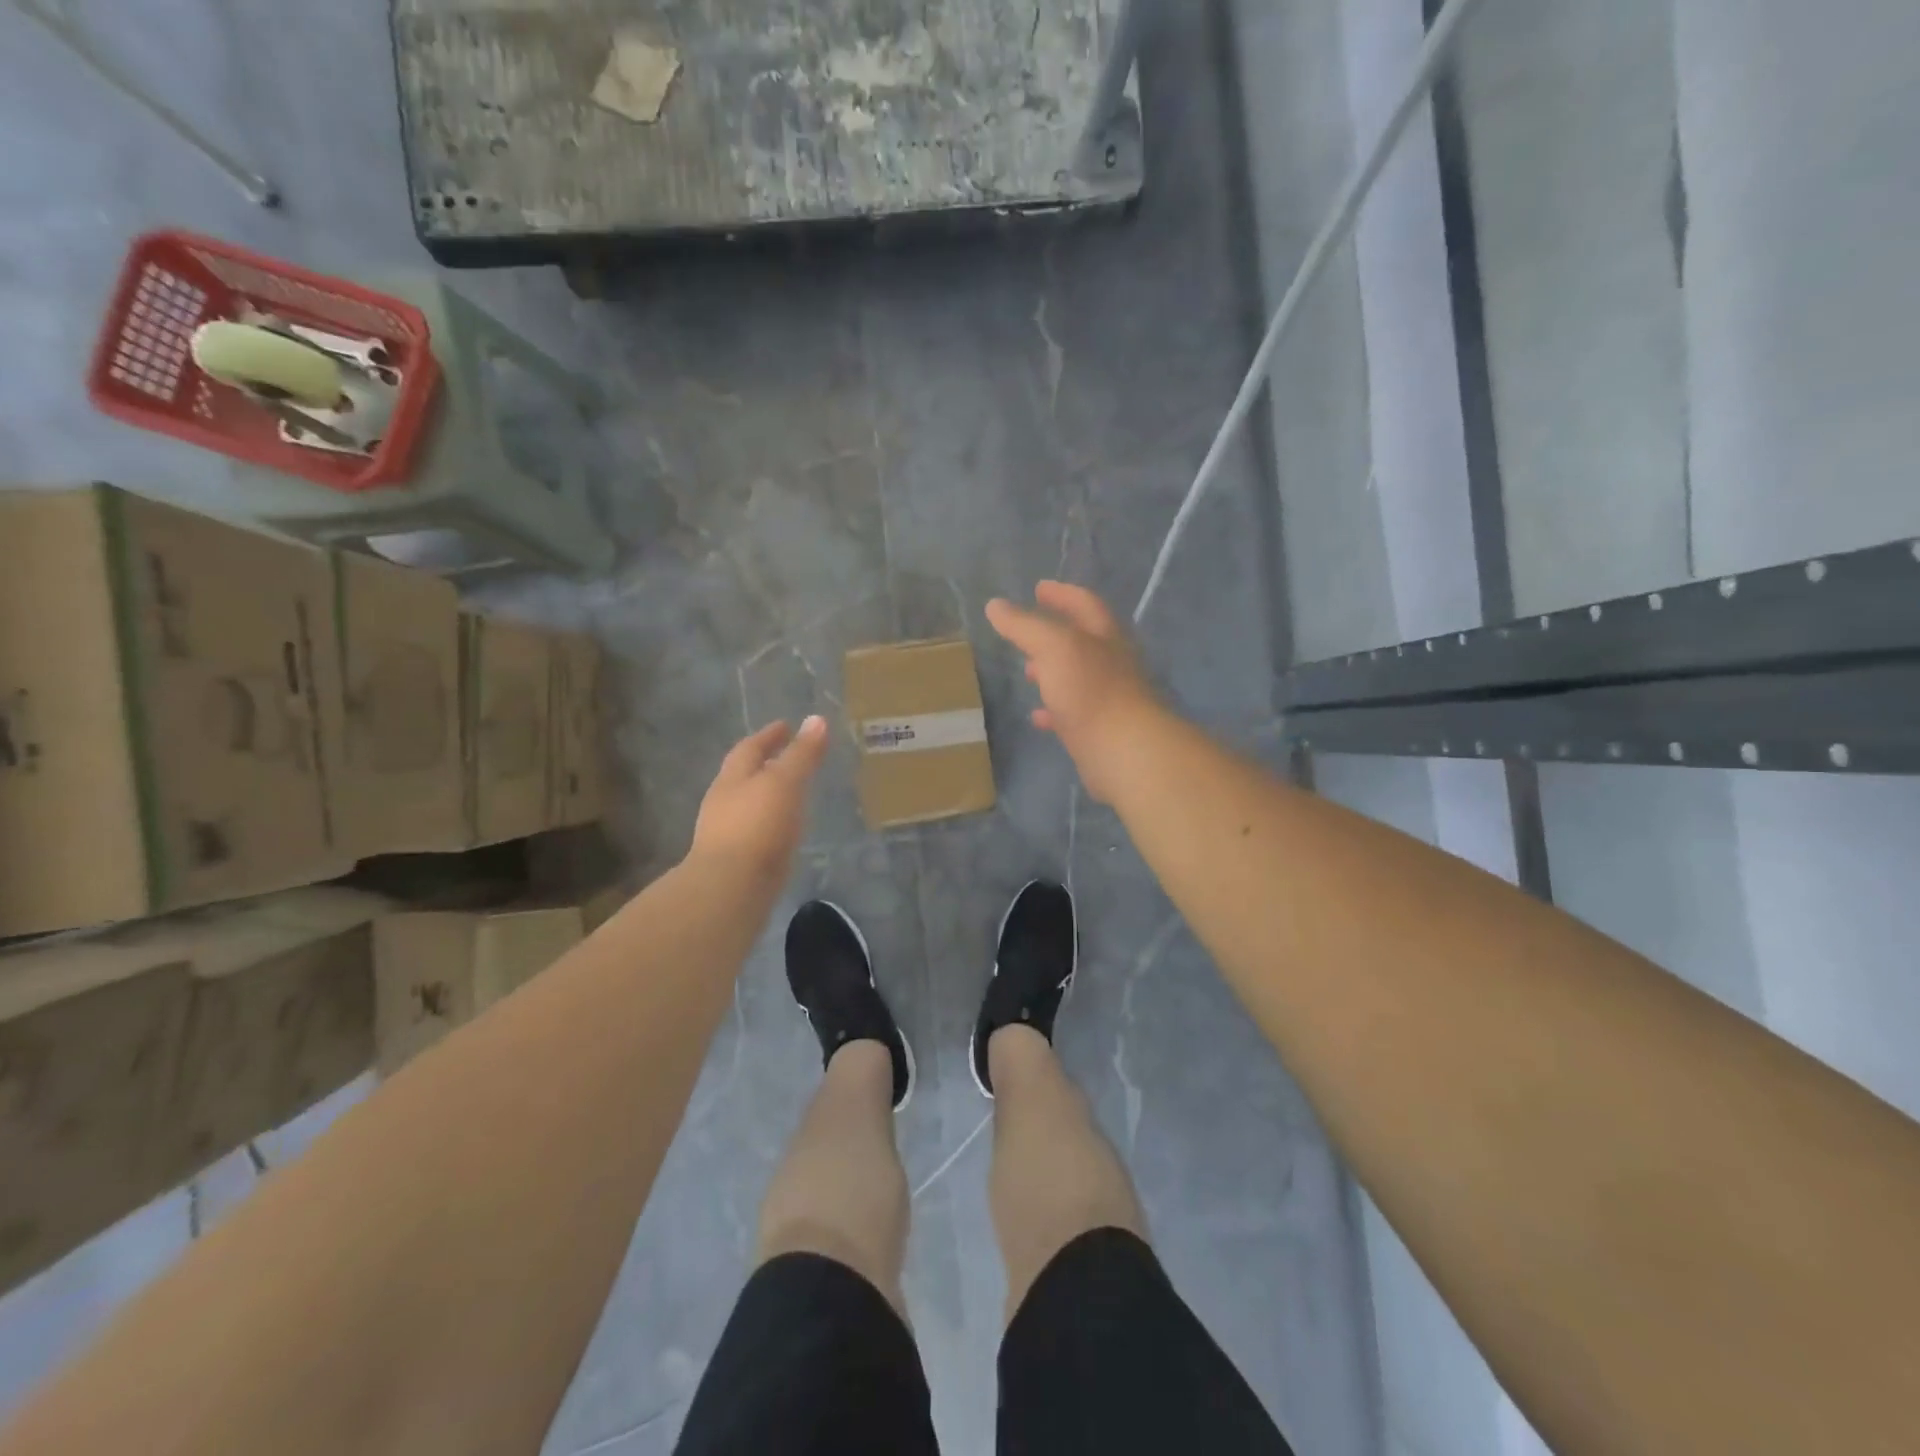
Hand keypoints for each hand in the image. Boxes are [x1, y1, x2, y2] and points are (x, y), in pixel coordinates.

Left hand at [691, 717, 829, 880]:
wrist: (731, 889)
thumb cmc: (757, 826)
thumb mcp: (785, 782)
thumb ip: (802, 754)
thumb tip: (817, 719)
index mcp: (733, 778)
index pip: (750, 748)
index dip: (769, 735)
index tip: (786, 726)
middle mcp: (724, 802)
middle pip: (744, 776)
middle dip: (765, 764)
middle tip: (789, 757)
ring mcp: (727, 834)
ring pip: (749, 805)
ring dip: (768, 796)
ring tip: (792, 793)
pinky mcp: (737, 861)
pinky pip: (757, 832)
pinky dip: (772, 823)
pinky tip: (786, 830)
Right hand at [986, 582, 1162, 803]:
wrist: (1124, 751)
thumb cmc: (1091, 689)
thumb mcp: (1053, 647)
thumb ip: (1024, 626)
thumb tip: (995, 605)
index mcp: (1105, 636)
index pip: (1084, 604)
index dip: (1061, 594)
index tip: (1039, 588)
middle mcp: (1111, 663)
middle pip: (1082, 641)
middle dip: (1054, 635)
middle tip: (1027, 634)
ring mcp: (1107, 698)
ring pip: (1077, 678)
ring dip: (1053, 672)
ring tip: (1028, 672)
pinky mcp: (1099, 730)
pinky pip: (1072, 714)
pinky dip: (1053, 711)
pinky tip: (1037, 716)